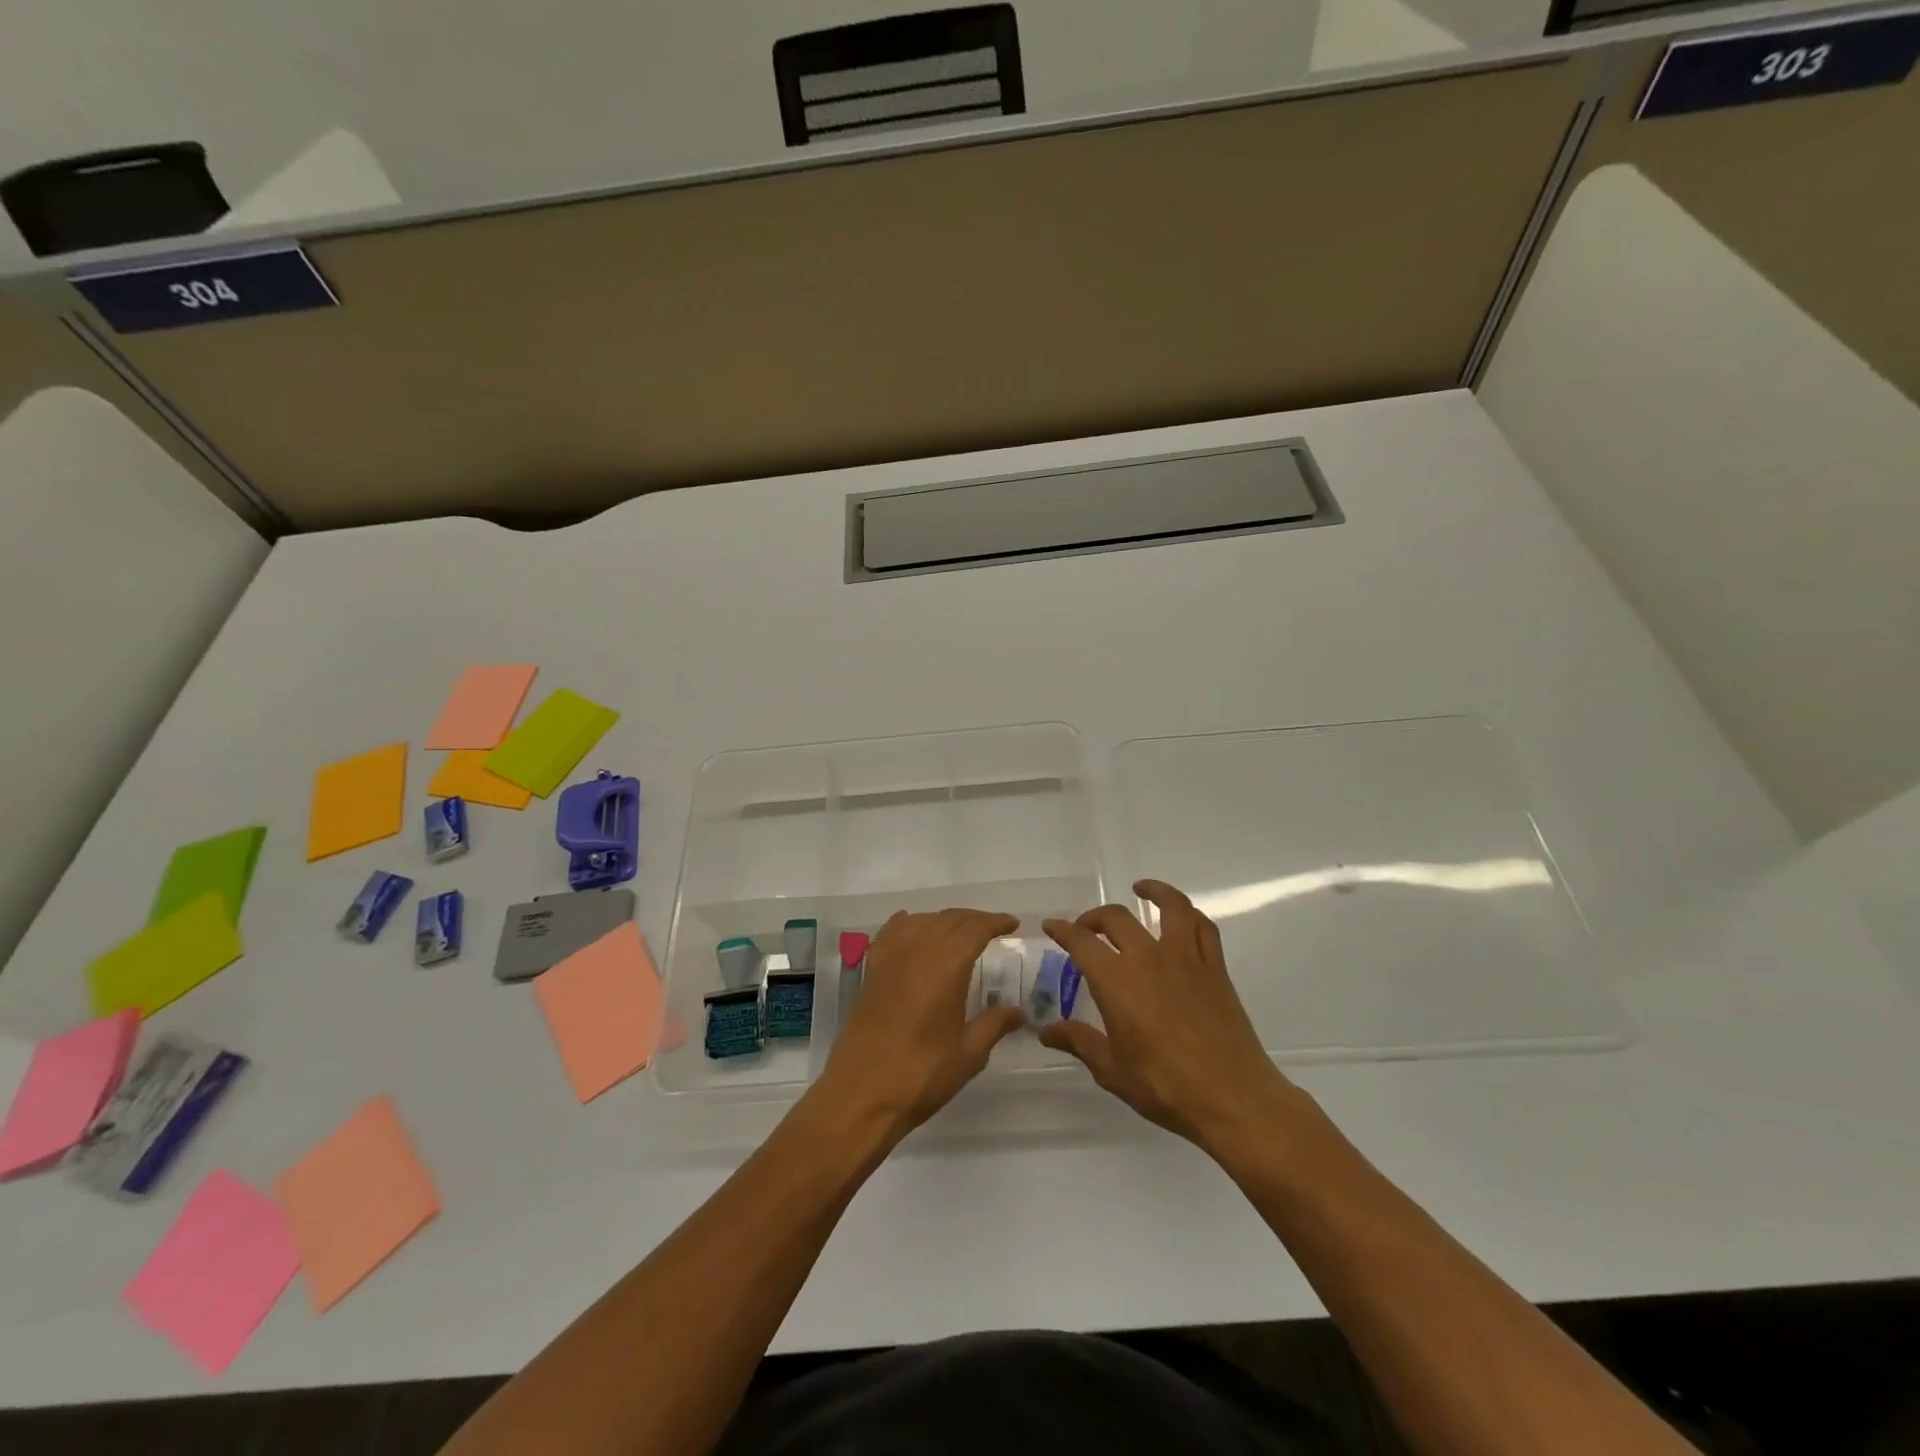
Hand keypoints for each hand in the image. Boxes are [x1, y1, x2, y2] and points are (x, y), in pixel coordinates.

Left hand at [815, 908, 1025, 1141]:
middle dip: (973, 919)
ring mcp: (890, 959)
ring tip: (960, 932)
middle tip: (992, 929)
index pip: (974, 929)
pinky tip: (914, 928)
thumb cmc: (921, 1075)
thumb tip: (1019, 1011)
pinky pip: (892, 932)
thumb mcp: (968, 1054)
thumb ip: (994, 1025)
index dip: (995, 922)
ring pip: (921, 921)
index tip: (1012, 924)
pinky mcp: (871, 971)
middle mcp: (917, 952)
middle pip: (948, 920)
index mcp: (945, 968)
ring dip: (944, 920)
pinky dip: (909, 924)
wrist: (861, 1094)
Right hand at [1041, 880, 1296, 1151]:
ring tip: (1141, 889)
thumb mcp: (1112, 1070)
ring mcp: (1186, 958)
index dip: (1062, 930)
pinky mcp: (1215, 968)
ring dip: (1153, 891)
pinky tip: (1182, 918)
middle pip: (1117, 918)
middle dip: (1095, 918)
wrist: (1232, 1097)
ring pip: (1170, 907)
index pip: (1081, 942)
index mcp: (1116, 981)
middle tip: (1086, 928)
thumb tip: (1047, 1031)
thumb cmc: (1165, 1086)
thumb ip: (1079, 1042)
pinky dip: (1189, 915)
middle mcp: (1148, 958)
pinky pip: (1203, 927)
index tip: (1052, 926)